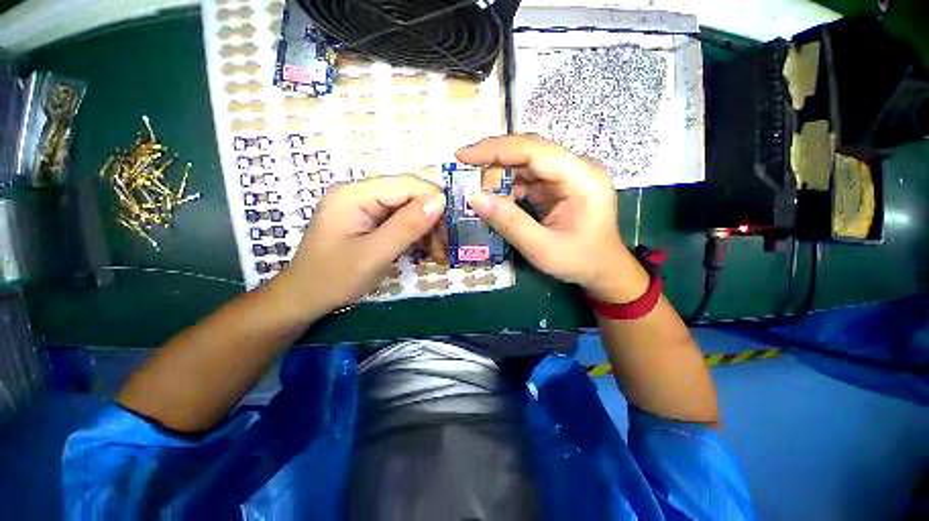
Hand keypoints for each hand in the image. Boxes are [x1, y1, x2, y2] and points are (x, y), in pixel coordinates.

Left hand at [270, 176, 444, 316]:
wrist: (305, 299)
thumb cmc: (334, 279)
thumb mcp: (374, 254)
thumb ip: (407, 226)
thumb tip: (439, 201)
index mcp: (355, 194)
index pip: (407, 185)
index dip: (434, 201)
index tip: (452, 229)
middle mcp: (360, 193)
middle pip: (409, 196)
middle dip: (432, 220)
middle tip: (446, 247)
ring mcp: (364, 207)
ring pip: (409, 209)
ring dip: (427, 229)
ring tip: (439, 254)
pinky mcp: (369, 221)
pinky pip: (401, 221)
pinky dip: (416, 235)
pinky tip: (426, 250)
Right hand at [456, 134, 646, 302]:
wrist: (603, 270)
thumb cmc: (579, 261)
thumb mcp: (542, 249)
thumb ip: (509, 223)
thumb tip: (474, 198)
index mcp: (581, 178)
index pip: (534, 150)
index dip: (496, 149)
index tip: (463, 155)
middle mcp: (576, 168)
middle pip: (528, 153)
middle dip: (495, 165)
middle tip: (468, 181)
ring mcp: (567, 176)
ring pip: (525, 165)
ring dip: (500, 179)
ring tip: (482, 196)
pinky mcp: (559, 186)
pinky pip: (528, 179)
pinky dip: (509, 189)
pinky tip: (498, 202)